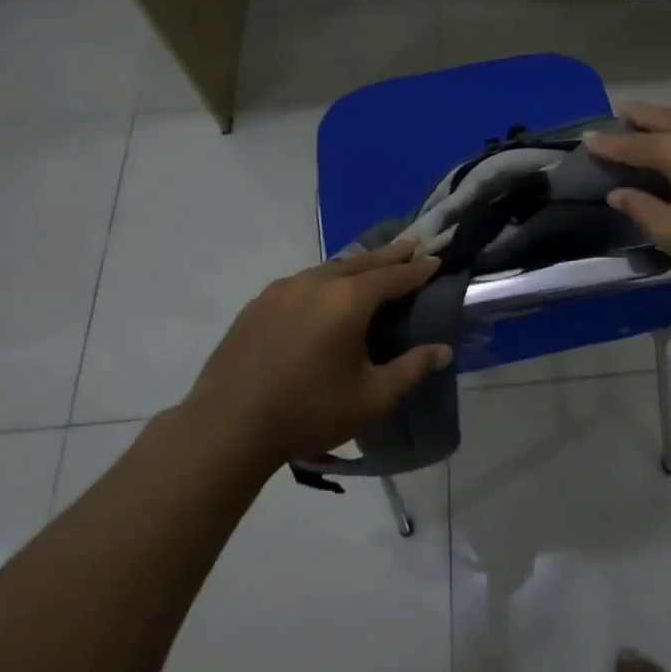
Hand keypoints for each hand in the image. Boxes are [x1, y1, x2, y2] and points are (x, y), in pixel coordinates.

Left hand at [182, 240, 452, 468]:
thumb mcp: (372, 397)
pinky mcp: (258, 305)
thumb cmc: (308, 411)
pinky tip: (323, 295)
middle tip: (412, 244)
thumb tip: (443, 350)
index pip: (393, 276)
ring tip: (371, 268)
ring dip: (355, 267)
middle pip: (361, 262)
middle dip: (389, 255)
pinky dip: (324, 281)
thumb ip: (411, 369)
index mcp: (348, 300)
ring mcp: (282, 290)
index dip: (418, 269)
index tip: (436, 260)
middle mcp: (316, 283)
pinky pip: (301, 283)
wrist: (227, 427)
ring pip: (328, 270)